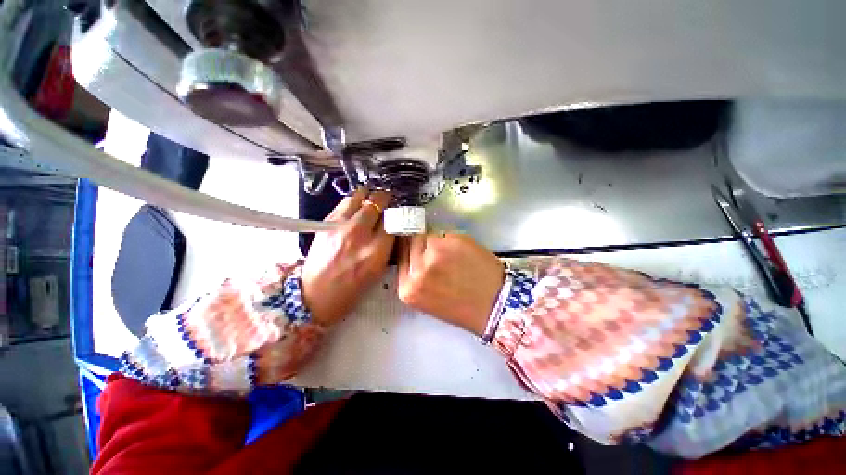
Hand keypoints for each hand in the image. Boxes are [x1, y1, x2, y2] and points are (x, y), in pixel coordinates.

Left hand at [301, 189, 393, 325]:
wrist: (315, 295)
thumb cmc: (350, 289)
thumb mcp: (377, 271)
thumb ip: (387, 246)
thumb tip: (391, 226)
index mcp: (376, 252)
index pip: (392, 221)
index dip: (396, 215)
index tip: (397, 213)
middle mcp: (359, 235)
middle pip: (376, 204)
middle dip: (384, 199)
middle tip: (386, 200)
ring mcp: (340, 227)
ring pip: (358, 197)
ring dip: (368, 196)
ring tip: (370, 200)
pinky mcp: (325, 223)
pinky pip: (343, 203)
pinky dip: (353, 201)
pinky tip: (355, 207)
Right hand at [397, 233, 504, 335]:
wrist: (495, 305)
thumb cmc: (461, 306)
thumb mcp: (427, 298)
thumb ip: (415, 276)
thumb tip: (412, 250)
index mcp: (408, 289)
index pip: (399, 255)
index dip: (409, 249)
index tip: (417, 248)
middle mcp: (417, 270)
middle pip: (410, 241)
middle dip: (421, 244)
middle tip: (436, 252)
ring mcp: (435, 253)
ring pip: (427, 235)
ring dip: (437, 241)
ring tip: (451, 254)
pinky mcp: (452, 241)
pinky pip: (445, 234)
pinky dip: (451, 240)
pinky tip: (462, 253)